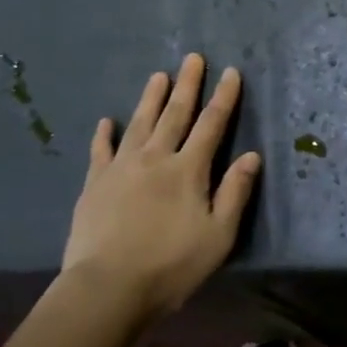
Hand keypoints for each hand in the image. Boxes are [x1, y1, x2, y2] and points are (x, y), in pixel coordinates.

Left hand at [62, 54, 261, 316]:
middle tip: (193, 58)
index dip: (223, 97)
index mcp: (189, 170)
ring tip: (159, 76)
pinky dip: (104, 134)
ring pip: (140, 124)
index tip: (230, 72)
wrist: (106, 289)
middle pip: (175, 114)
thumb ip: (235, 193)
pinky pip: (100, 151)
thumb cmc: (170, 266)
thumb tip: (252, 156)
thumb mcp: (218, 235)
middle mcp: (156, 158)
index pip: (212, 125)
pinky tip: (107, 121)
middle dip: (188, 85)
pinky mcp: (94, 184)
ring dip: (151, 98)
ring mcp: (121, 168)